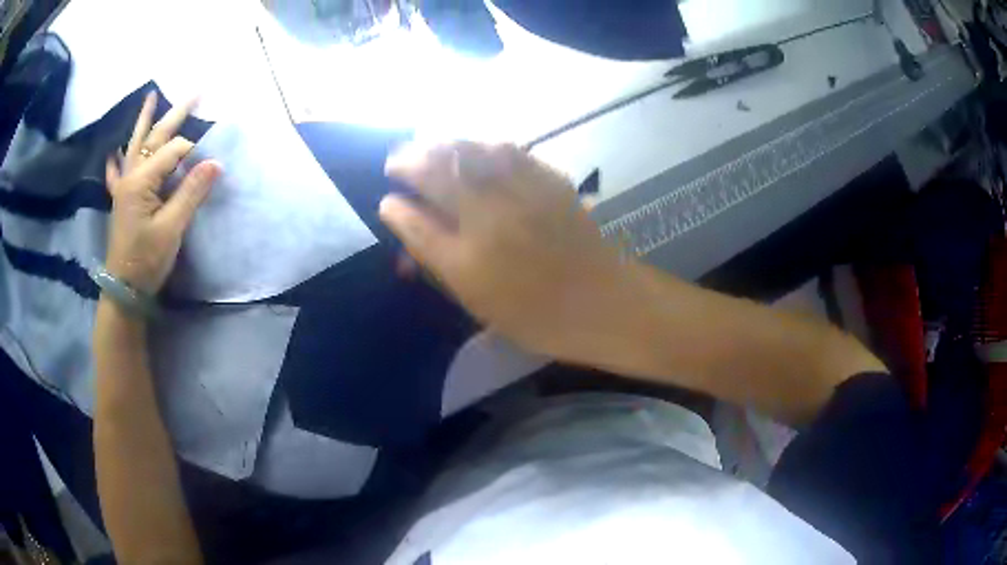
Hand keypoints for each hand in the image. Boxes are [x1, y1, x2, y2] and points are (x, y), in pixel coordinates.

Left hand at [104, 92, 220, 293]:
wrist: (124, 289)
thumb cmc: (147, 260)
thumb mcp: (172, 229)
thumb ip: (191, 193)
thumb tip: (216, 162)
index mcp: (141, 180)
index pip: (174, 151)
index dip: (195, 153)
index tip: (211, 166)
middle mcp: (130, 175)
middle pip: (155, 136)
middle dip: (177, 113)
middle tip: (198, 92)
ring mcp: (123, 185)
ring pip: (136, 144)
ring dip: (145, 120)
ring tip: (151, 96)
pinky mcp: (122, 198)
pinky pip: (118, 171)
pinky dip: (118, 159)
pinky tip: (114, 151)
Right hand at [381, 142, 640, 361]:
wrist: (606, 302)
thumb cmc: (541, 317)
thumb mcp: (481, 305)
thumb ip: (441, 265)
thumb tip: (408, 235)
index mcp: (470, 262)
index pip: (417, 225)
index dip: (396, 209)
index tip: (386, 201)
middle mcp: (491, 220)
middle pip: (437, 174)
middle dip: (408, 160)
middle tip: (396, 161)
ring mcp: (522, 194)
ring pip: (470, 151)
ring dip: (440, 144)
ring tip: (427, 146)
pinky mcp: (549, 180)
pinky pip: (507, 149)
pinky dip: (480, 144)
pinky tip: (474, 147)